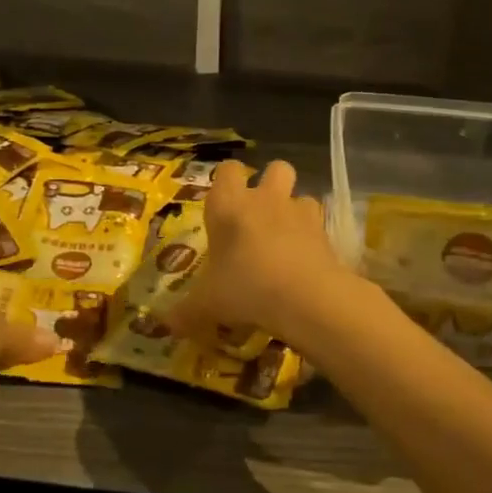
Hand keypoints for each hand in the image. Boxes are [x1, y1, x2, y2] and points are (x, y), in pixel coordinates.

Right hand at [166, 160, 351, 344]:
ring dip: (294, 210)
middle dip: (270, 183)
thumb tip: (167, 324)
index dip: (227, 181)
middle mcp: (264, 199)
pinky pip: (318, 223)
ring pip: (300, 194)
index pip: (228, 170)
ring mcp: (298, 212)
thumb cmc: (245, 288)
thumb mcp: (207, 304)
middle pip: (275, 168)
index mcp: (228, 206)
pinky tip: (305, 258)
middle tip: (259, 214)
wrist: (305, 297)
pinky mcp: (324, 231)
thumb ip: (187, 311)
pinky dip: (312, 235)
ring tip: (286, 238)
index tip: (223, 203)